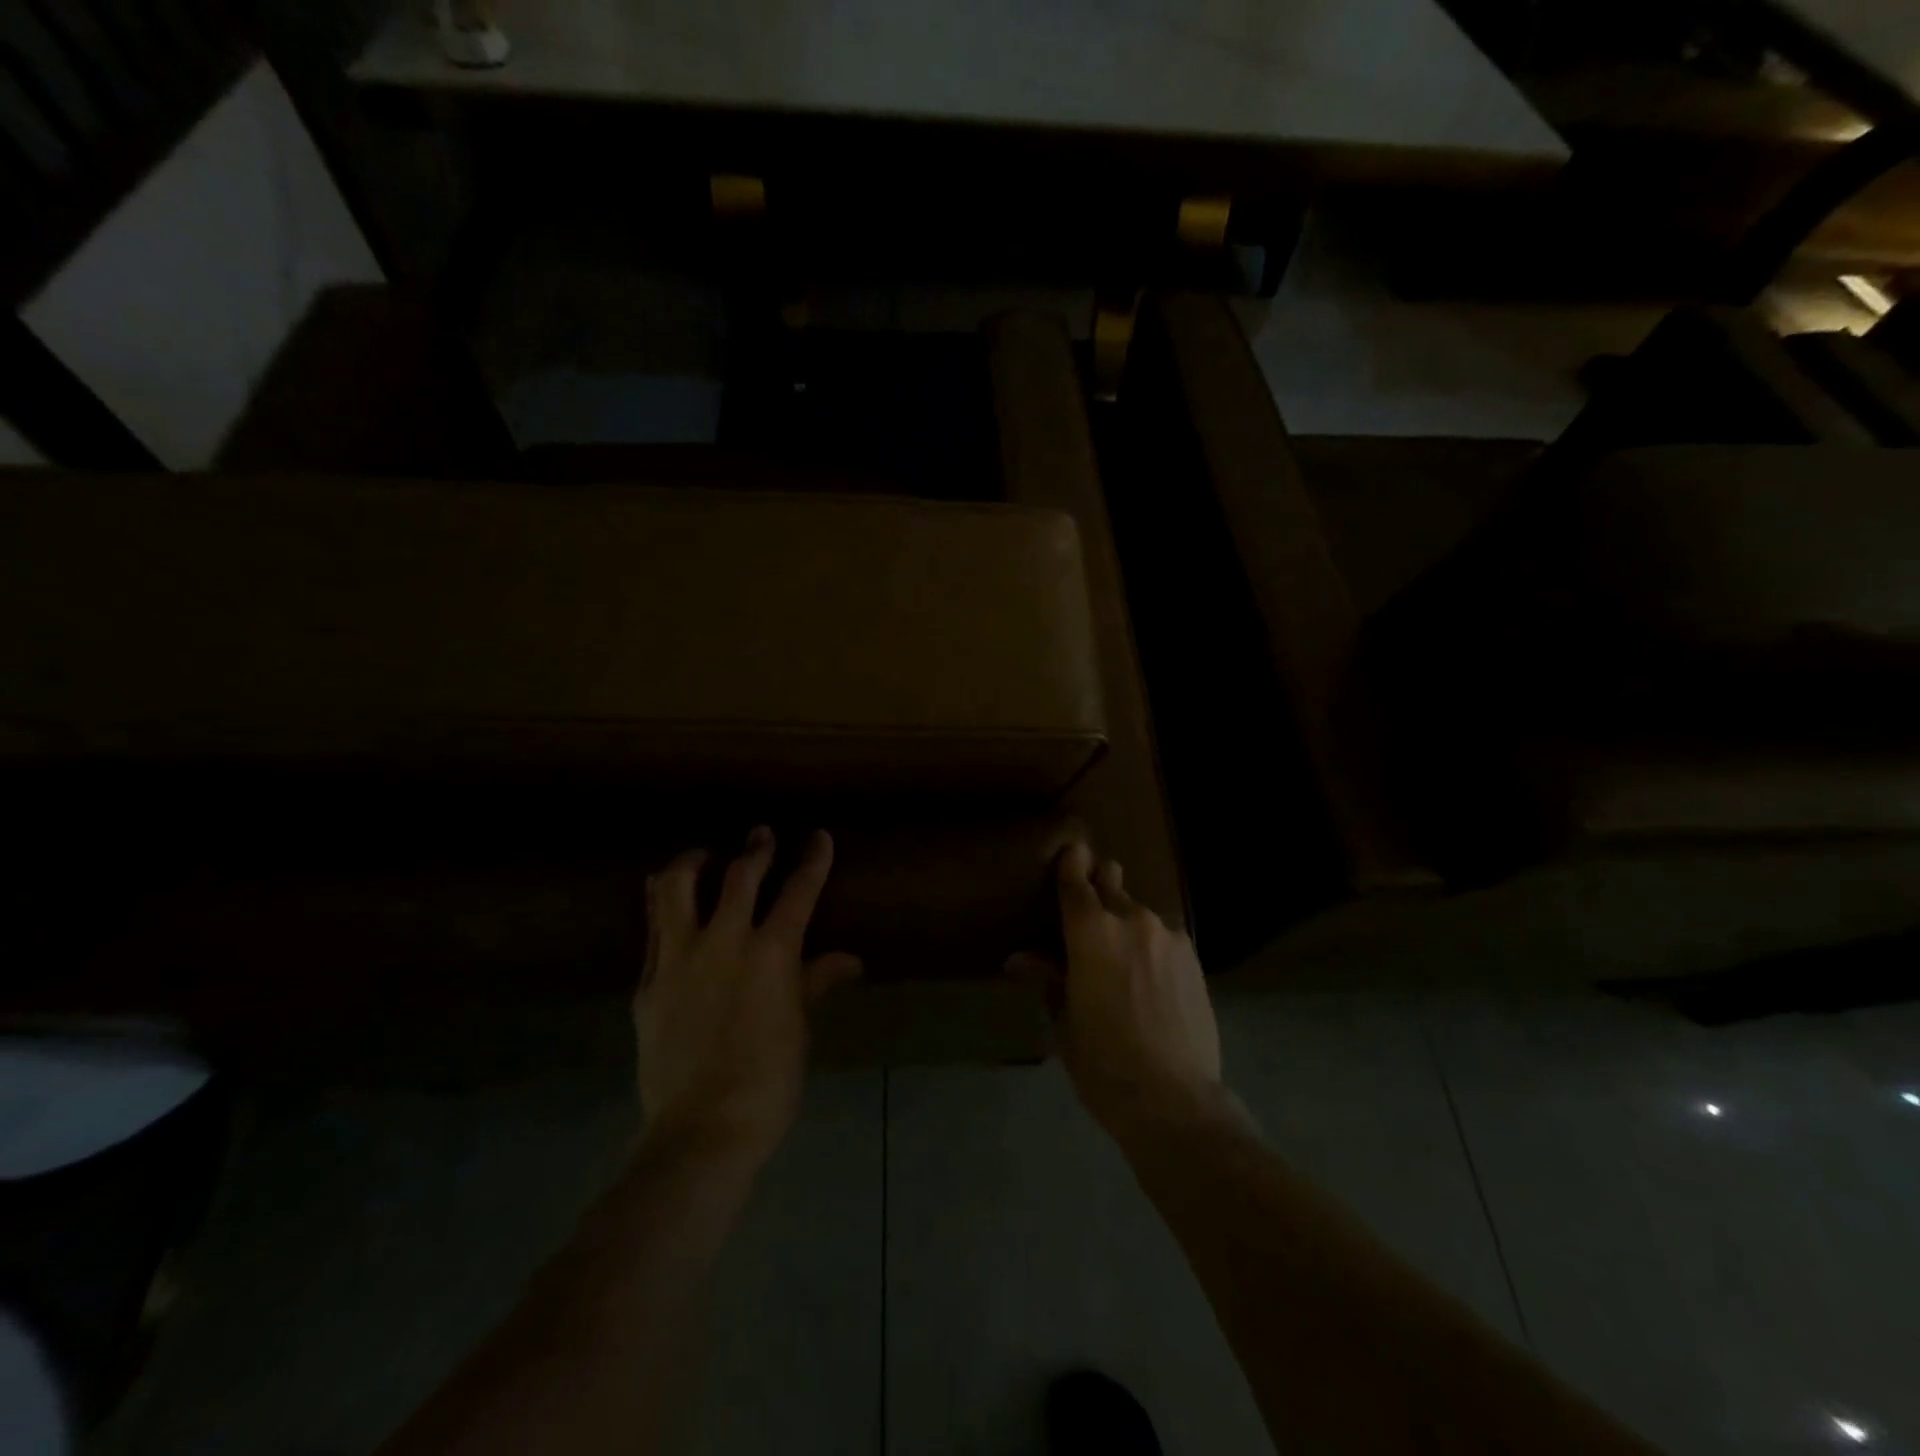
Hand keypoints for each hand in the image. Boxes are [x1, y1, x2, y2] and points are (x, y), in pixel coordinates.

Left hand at [634, 827, 861, 1167]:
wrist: (701, 1131)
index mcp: (770, 953)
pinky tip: (668, 900)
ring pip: (677, 888)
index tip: (818, 836)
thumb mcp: (800, 1029)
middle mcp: (723, 942)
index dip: (812, 860)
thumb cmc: (768, 1082)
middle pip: (739, 875)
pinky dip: (662, 903)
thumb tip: (849, 960)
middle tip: (760, 835)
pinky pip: (652, 928)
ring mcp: (678, 959)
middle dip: (755, 849)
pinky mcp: (648, 982)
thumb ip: (816, 982)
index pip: (798, 891)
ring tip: (704, 856)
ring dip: (694, 862)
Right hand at [1008, 841, 1225, 1143]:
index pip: (1077, 881)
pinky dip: (1152, 944)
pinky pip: (1164, 937)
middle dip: (1100, 885)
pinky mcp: (1194, 958)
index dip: (1071, 862)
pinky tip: (1151, 977)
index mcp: (1092, 930)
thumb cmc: (1103, 1062)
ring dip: (1127, 922)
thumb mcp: (1065, 1020)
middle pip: (1112, 882)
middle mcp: (1132, 919)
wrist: (1174, 1099)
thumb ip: (1047, 978)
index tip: (1070, 850)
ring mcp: (1169, 936)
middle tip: (1090, 907)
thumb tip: (1019, 959)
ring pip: (1140, 912)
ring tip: (1123, 956)